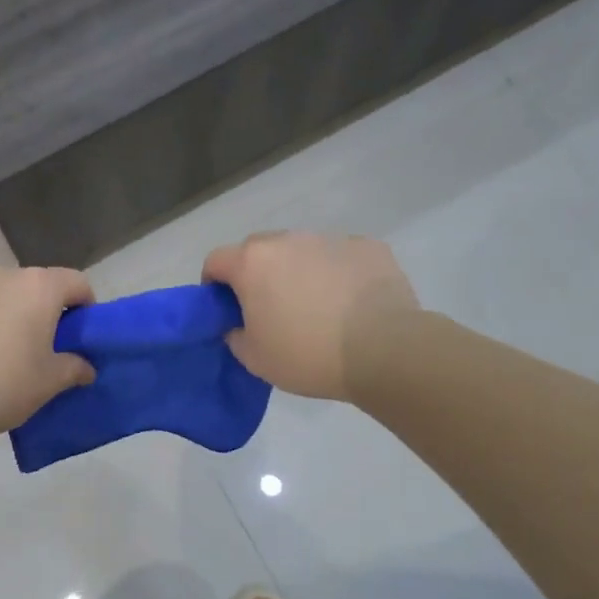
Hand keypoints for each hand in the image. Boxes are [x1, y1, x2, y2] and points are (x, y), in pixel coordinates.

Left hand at [0, 265, 96, 444]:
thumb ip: (73, 369)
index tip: (82, 337)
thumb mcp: (46, 384)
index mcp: (37, 287)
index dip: (86, 307)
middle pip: (35, 287)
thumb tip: (86, 366)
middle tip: (42, 353)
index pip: (76, 283)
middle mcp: (0, 274)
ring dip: (7, 318)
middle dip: (44, 314)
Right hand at [203, 232, 418, 400]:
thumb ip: (235, 335)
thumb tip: (239, 324)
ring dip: (298, 271)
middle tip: (270, 310)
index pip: (216, 261)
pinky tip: (350, 303)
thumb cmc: (308, 355)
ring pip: (301, 251)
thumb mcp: (254, 359)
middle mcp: (287, 240)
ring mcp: (330, 239)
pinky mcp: (368, 246)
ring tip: (316, 307)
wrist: (384, 350)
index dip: (214, 285)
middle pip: (258, 251)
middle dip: (256, 275)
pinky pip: (340, 256)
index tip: (226, 310)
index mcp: (252, 262)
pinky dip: (337, 273)